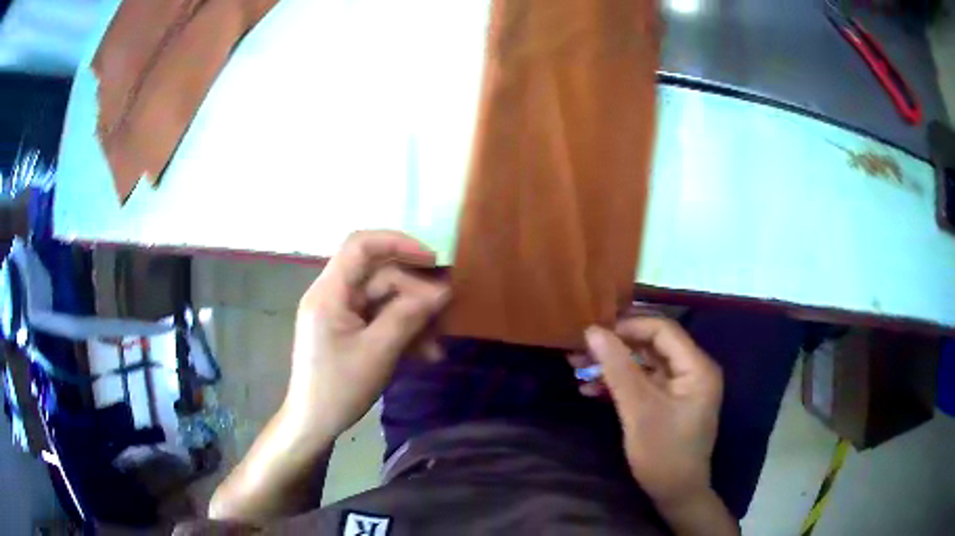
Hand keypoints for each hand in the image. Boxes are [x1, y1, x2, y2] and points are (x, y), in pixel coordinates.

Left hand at [284, 230, 448, 437]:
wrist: (314, 424)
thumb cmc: (339, 388)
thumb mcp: (378, 352)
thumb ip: (409, 316)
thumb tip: (443, 291)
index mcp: (330, 292)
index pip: (360, 245)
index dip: (398, 243)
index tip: (433, 260)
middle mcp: (333, 295)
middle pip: (379, 276)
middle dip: (415, 294)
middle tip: (445, 315)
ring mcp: (340, 314)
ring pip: (384, 300)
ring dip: (412, 318)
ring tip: (436, 346)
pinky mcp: (348, 331)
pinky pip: (379, 319)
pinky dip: (401, 332)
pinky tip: (424, 354)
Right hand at [580, 318, 722, 506]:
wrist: (676, 494)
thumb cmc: (663, 453)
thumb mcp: (638, 410)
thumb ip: (618, 368)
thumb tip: (593, 331)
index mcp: (696, 366)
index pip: (663, 329)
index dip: (628, 326)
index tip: (592, 333)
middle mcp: (692, 370)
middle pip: (652, 345)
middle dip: (615, 347)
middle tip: (579, 350)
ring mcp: (681, 386)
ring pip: (644, 364)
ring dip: (613, 366)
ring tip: (577, 368)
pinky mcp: (669, 401)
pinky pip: (644, 383)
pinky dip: (619, 384)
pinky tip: (591, 389)